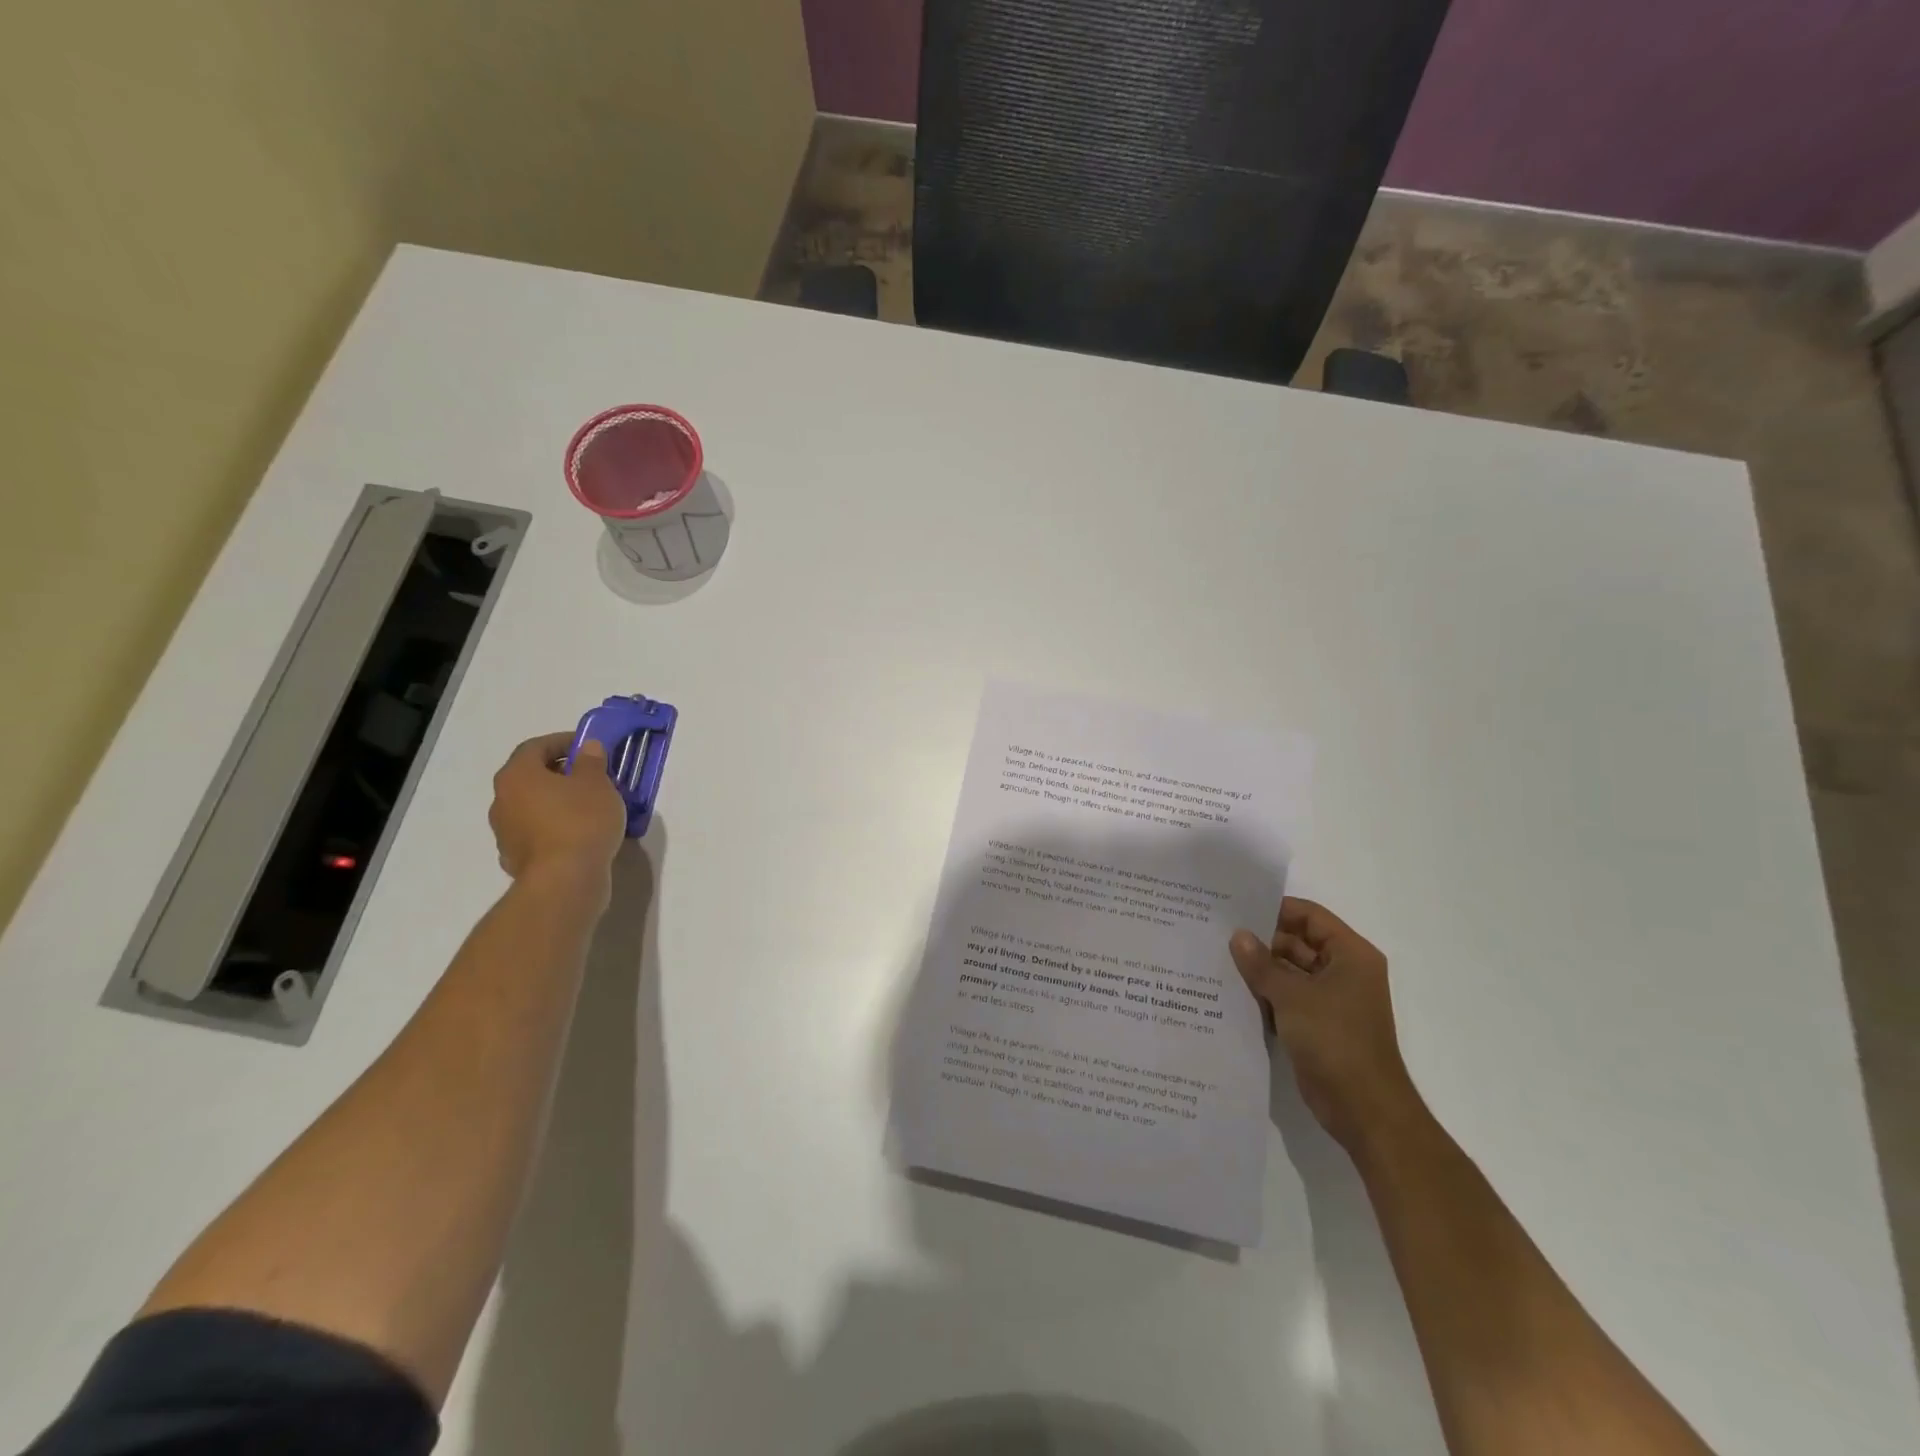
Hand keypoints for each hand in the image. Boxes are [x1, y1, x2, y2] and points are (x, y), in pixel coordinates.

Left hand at [488, 732, 626, 901]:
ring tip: (590, 807)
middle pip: (531, 777)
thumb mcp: (597, 784)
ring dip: (557, 802)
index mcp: (517, 775)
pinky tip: (580, 835)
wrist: (564, 881)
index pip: (535, 747)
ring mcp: (505, 832)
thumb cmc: (580, 821)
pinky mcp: (516, 858)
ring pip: (533, 806)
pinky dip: (555, 827)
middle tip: (591, 776)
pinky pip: (537, 833)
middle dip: (560, 773)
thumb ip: (591, 761)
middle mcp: (502, 800)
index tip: (588, 746)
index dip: (562, 741)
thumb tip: (586, 747)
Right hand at [1230, 897, 1421, 1151]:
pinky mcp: (1317, 1025)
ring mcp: (1331, 1001)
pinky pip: (1287, 999)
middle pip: (1298, 943)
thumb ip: (1262, 964)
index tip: (1236, 908)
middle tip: (1218, 934)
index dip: (1276, 909)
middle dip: (1261, 941)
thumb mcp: (1293, 996)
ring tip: (1216, 959)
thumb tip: (1238, 936)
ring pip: (1290, 972)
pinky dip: (1264, 995)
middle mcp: (1344, 972)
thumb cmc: (1336, 1041)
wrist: (1364, 1110)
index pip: (1310, 917)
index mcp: (1351, 955)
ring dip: (1260, 970)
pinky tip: (1231, 992)